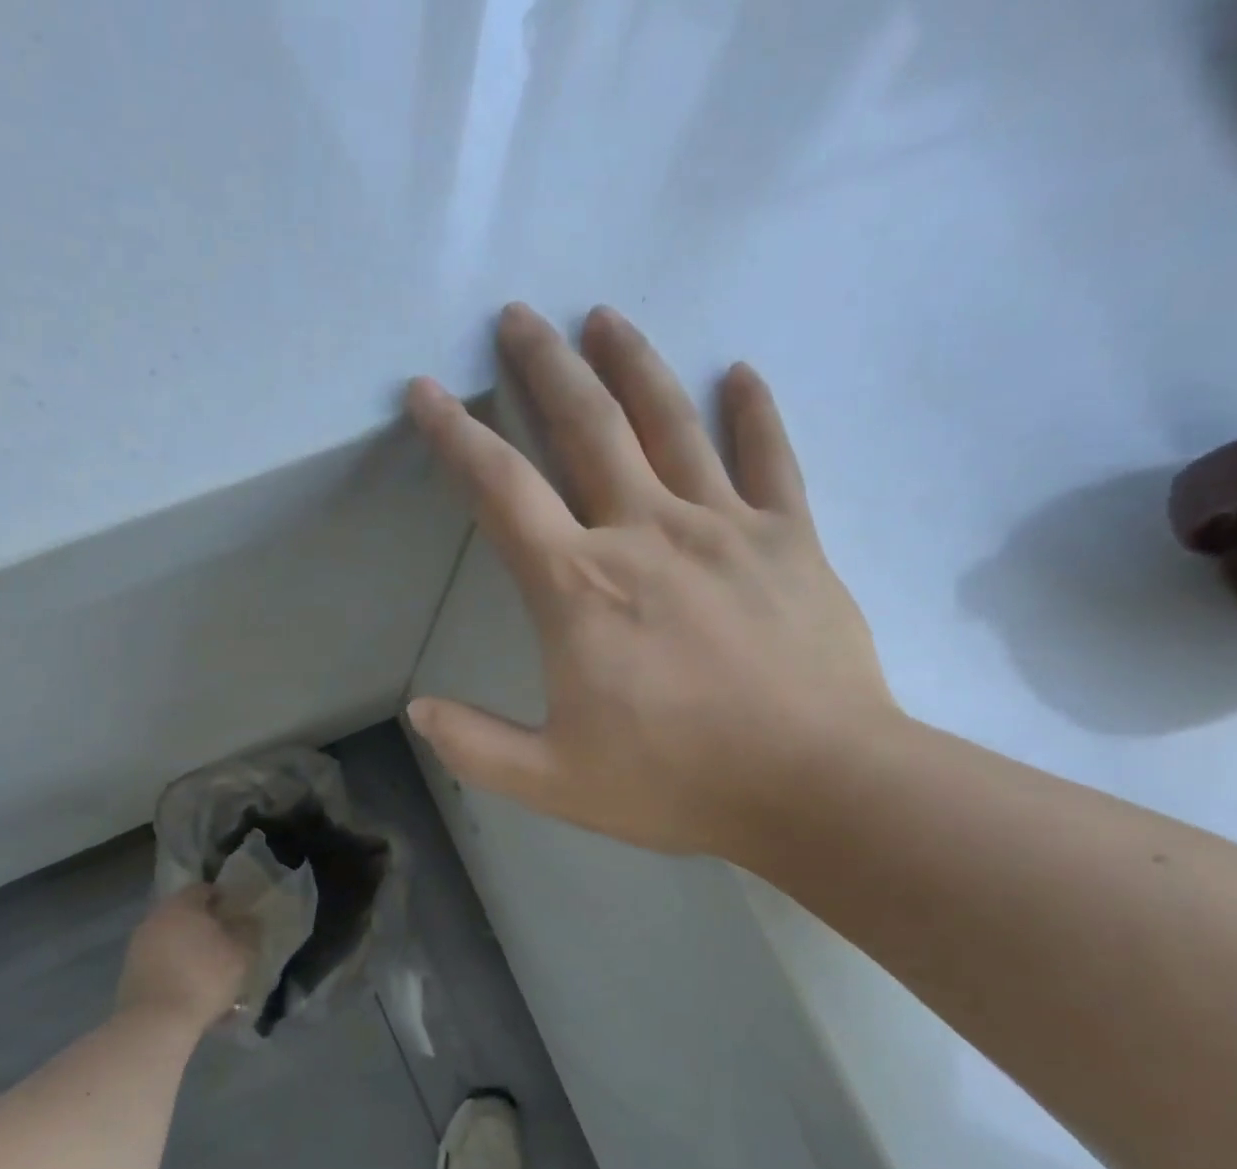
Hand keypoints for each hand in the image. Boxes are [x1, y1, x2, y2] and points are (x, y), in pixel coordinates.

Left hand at [117, 886, 254, 1034]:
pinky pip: (162, 966)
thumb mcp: (242, 953)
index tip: (238, 917)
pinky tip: (194, 995)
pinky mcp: (130, 975)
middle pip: (185, 916)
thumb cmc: (204, 977)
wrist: (155, 1023)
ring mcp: (138, 947)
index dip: (223, 899)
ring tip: (213, 976)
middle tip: (227, 946)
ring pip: (173, 943)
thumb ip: (248, 931)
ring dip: (191, 953)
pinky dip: (178, 973)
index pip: (203, 890)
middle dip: (206, 928)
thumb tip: (247, 920)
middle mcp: (155, 919)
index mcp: (181, 905)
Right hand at [404, 303, 898, 863]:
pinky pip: (771, 459)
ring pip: (671, 423)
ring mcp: (725, 528)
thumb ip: (477, 745)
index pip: (501, 489)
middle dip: (544, 366)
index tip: (426, 391)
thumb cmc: (677, 782)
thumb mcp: (554, 780)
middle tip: (519, 315)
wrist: (816, 785)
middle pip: (586, 427)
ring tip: (606, 316)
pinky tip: (741, 374)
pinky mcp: (791, 540)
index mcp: (579, 587)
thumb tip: (420, 712)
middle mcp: (645, 534)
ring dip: (633, 364)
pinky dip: (754, 413)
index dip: (455, 435)